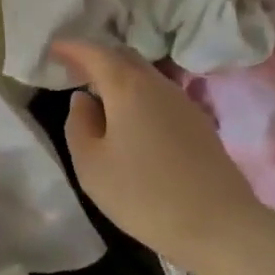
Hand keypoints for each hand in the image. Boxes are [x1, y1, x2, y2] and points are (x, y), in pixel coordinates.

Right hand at [54, 41, 263, 272]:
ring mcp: (183, 101)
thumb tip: (83, 100)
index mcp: (127, 86)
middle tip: (75, 71)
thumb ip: (79, 125)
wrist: (221, 226)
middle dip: (97, 58)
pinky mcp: (199, 122)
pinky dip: (139, 95)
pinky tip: (133, 120)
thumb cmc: (145, 195)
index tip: (53, 49)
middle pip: (123, 57)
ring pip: (144, 75)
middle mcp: (156, 83)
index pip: (94, 53)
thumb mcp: (92, 166)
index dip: (71, 48)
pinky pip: (160, 94)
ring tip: (101, 96)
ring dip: (120, 78)